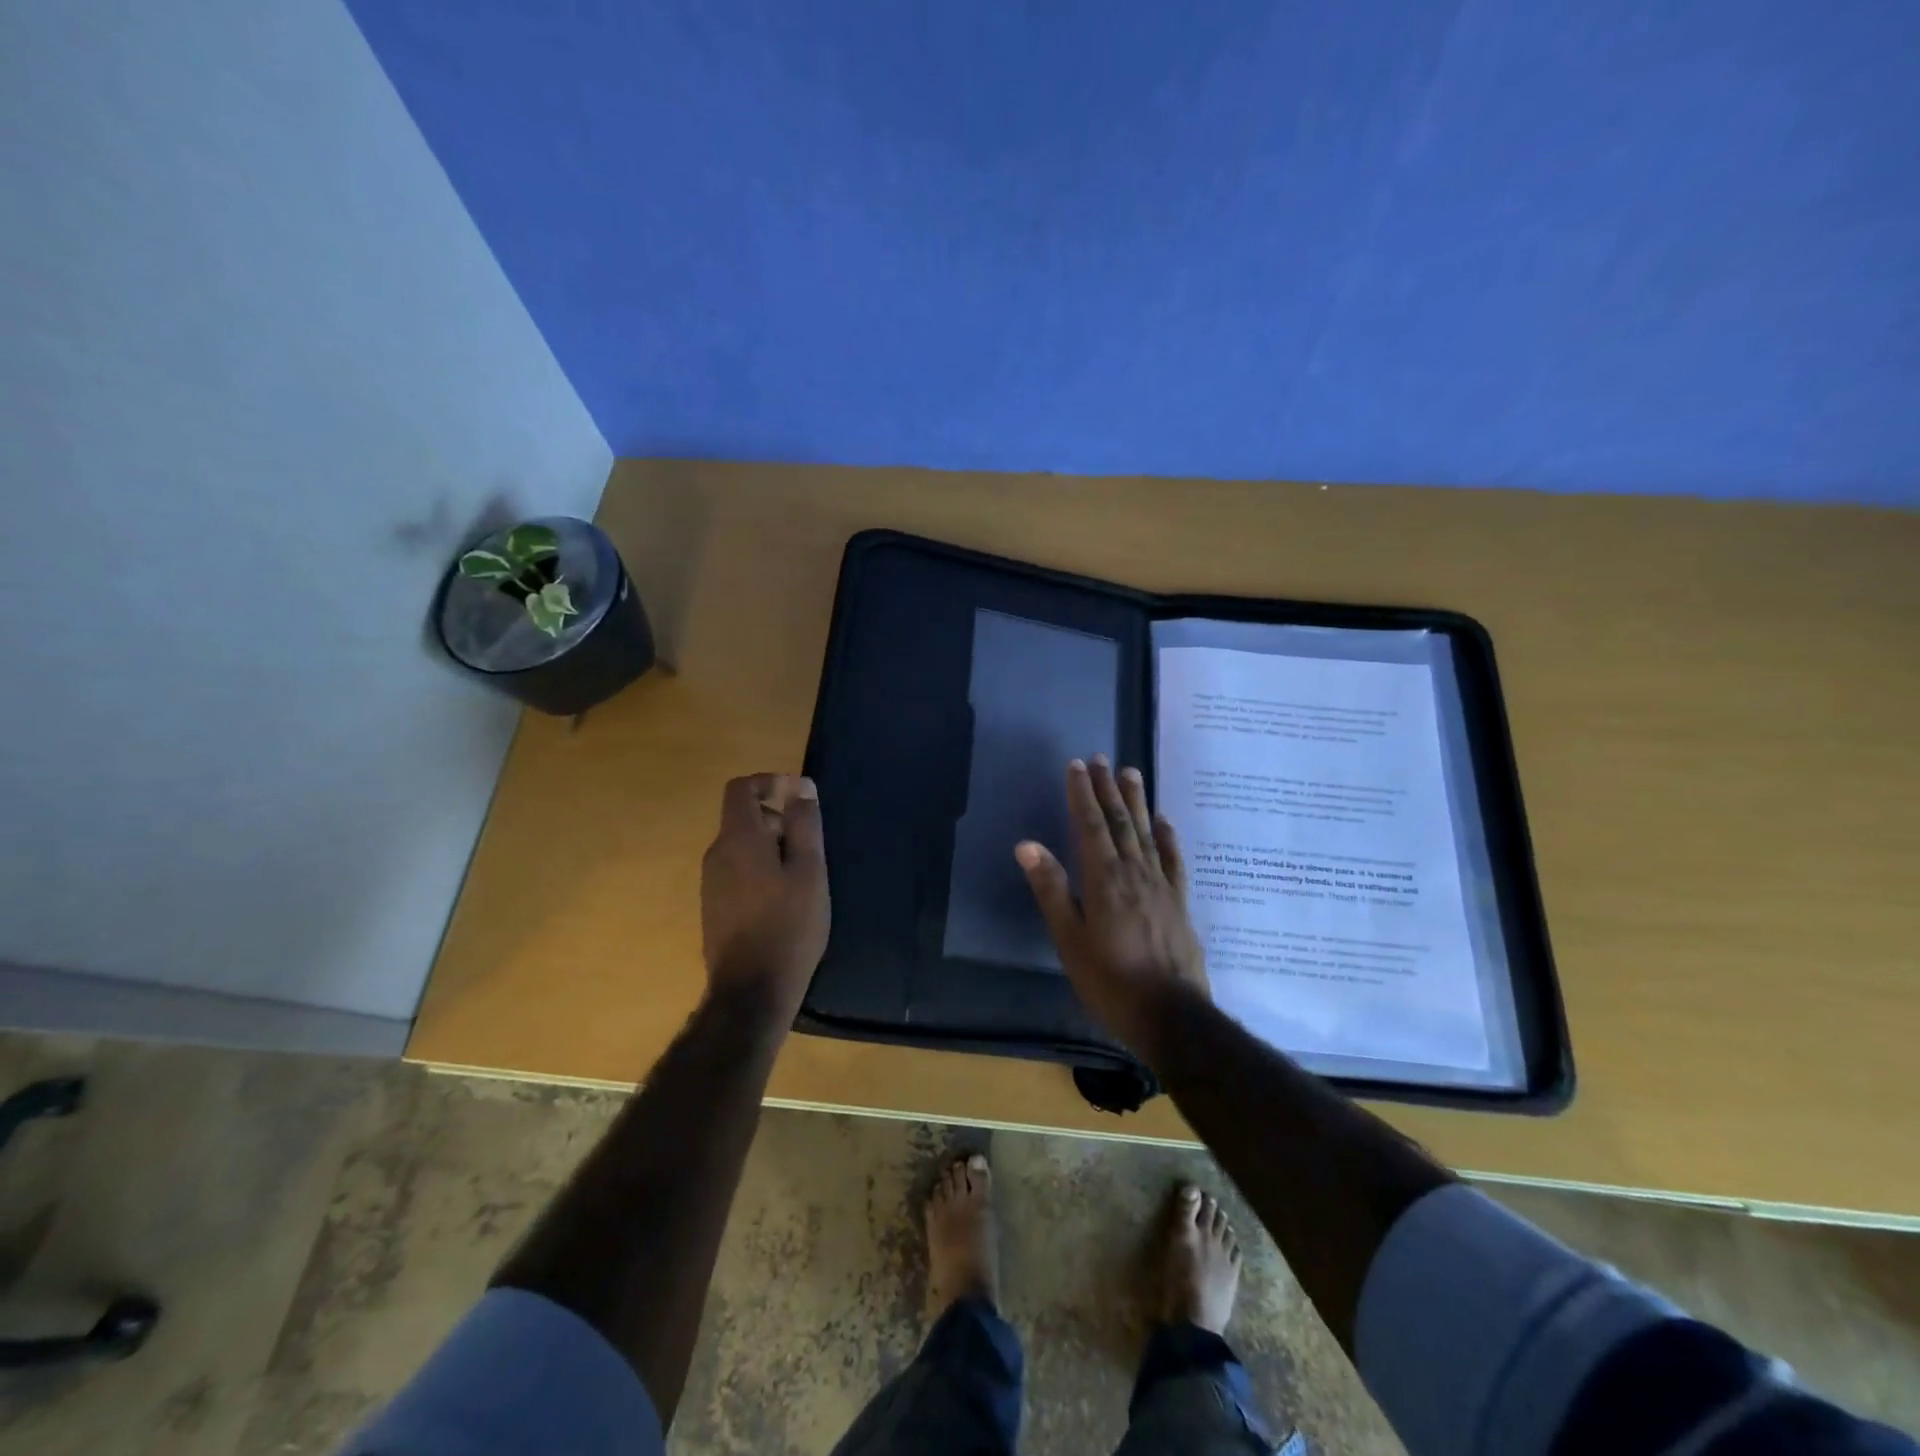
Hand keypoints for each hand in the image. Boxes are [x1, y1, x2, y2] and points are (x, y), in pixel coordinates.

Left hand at [701, 773, 830, 1014]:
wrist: (752, 990)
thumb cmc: (789, 925)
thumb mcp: (809, 870)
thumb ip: (804, 824)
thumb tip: (801, 786)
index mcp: (738, 839)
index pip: (741, 789)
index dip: (769, 782)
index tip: (798, 796)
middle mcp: (716, 854)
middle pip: (743, 818)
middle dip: (777, 821)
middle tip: (810, 850)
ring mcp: (710, 883)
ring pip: (741, 847)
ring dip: (771, 849)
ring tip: (801, 880)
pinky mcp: (713, 907)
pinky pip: (737, 871)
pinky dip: (760, 870)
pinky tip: (783, 902)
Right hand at [1015, 757, 1209, 1060]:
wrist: (1172, 1016)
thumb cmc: (1110, 981)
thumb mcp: (1070, 940)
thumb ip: (1051, 890)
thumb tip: (1027, 845)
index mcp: (1104, 879)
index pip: (1089, 825)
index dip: (1081, 794)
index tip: (1076, 765)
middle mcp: (1134, 872)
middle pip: (1118, 821)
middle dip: (1107, 788)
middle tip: (1101, 758)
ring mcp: (1161, 885)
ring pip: (1146, 832)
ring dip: (1136, 801)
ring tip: (1130, 772)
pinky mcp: (1179, 901)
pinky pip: (1173, 859)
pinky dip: (1167, 836)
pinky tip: (1164, 820)